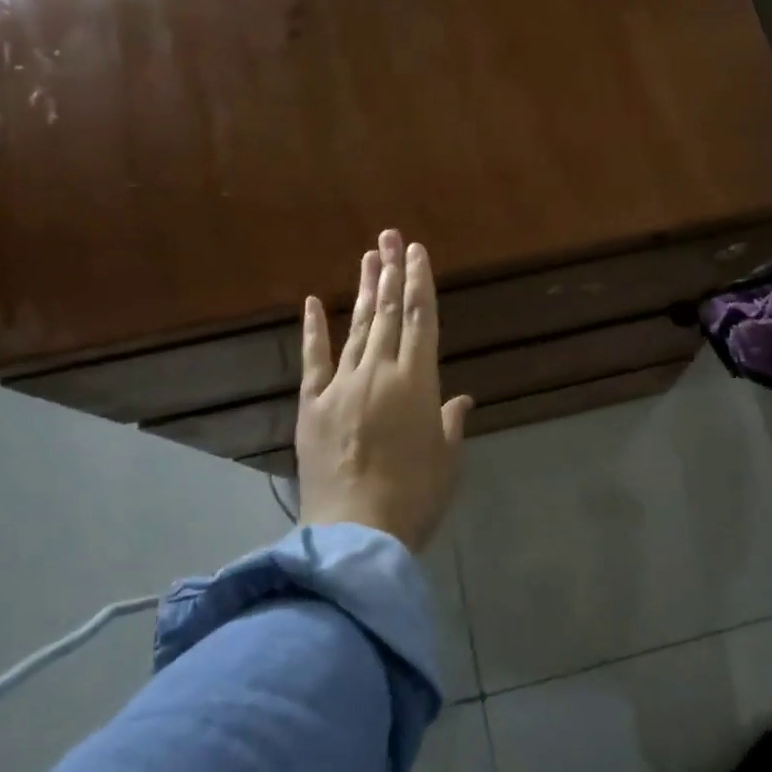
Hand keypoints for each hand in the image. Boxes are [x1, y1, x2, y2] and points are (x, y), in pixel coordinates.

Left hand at [296, 229, 474, 551]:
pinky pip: (314, 360)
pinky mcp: (312, 406)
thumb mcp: (446, 460)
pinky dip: (314, 330)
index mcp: (417, 382)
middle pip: (388, 313)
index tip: (417, 252)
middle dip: (391, 272)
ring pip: (357, 328)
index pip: (421, 320)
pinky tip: (316, 301)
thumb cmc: (414, 498)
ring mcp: (341, 386)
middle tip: (391, 237)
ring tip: (369, 256)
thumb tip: (459, 398)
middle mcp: (379, 373)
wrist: (355, 534)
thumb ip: (451, 422)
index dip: (420, 282)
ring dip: (365, 290)